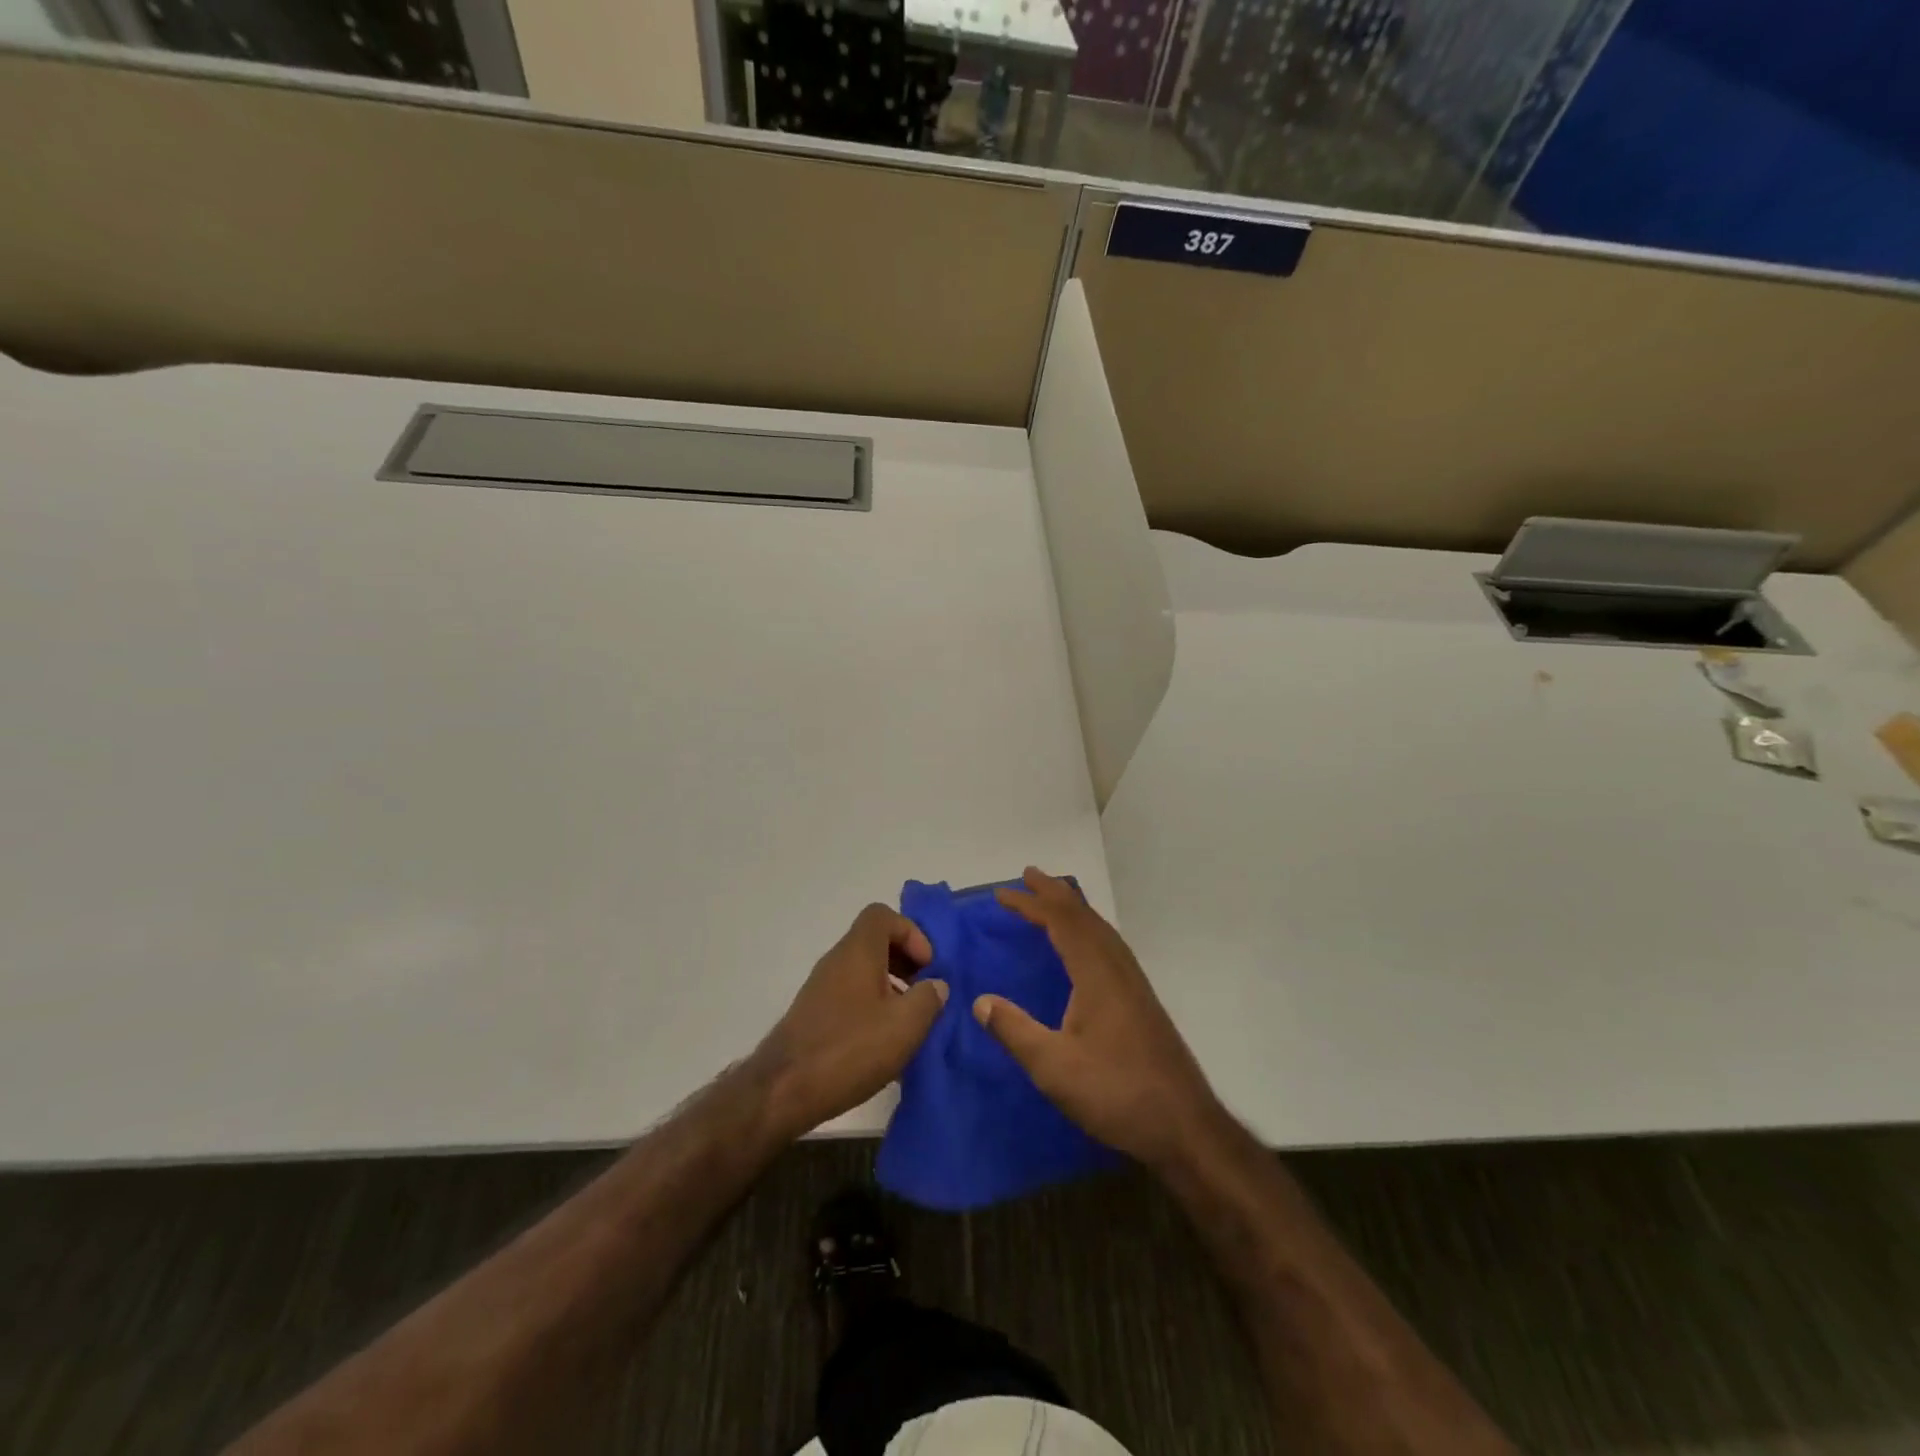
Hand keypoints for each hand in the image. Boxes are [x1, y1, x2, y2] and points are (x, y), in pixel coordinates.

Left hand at [753, 904, 948, 1140]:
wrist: (783, 1091)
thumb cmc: (850, 1048)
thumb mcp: (905, 1024)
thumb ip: (928, 998)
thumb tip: (935, 985)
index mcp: (858, 951)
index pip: (882, 915)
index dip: (911, 932)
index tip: (927, 966)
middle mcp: (836, 961)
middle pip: (874, 943)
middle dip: (905, 962)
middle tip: (924, 993)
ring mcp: (821, 989)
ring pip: (863, 972)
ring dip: (891, 988)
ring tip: (909, 1024)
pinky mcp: (814, 1016)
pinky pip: (851, 997)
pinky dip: (872, 1008)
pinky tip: (884, 1045)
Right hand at [975, 867, 1224, 1171]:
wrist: (1184, 1124)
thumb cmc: (1115, 1092)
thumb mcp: (1053, 1068)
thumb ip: (1014, 1031)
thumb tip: (979, 1000)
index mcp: (1096, 973)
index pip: (1060, 922)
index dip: (1031, 903)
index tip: (1001, 893)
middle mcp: (1117, 967)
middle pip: (1084, 916)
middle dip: (1054, 893)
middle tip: (1028, 875)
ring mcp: (1133, 982)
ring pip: (1101, 929)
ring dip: (1074, 908)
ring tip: (1052, 900)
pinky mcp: (1141, 999)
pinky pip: (1109, 944)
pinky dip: (1089, 929)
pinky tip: (1085, 946)